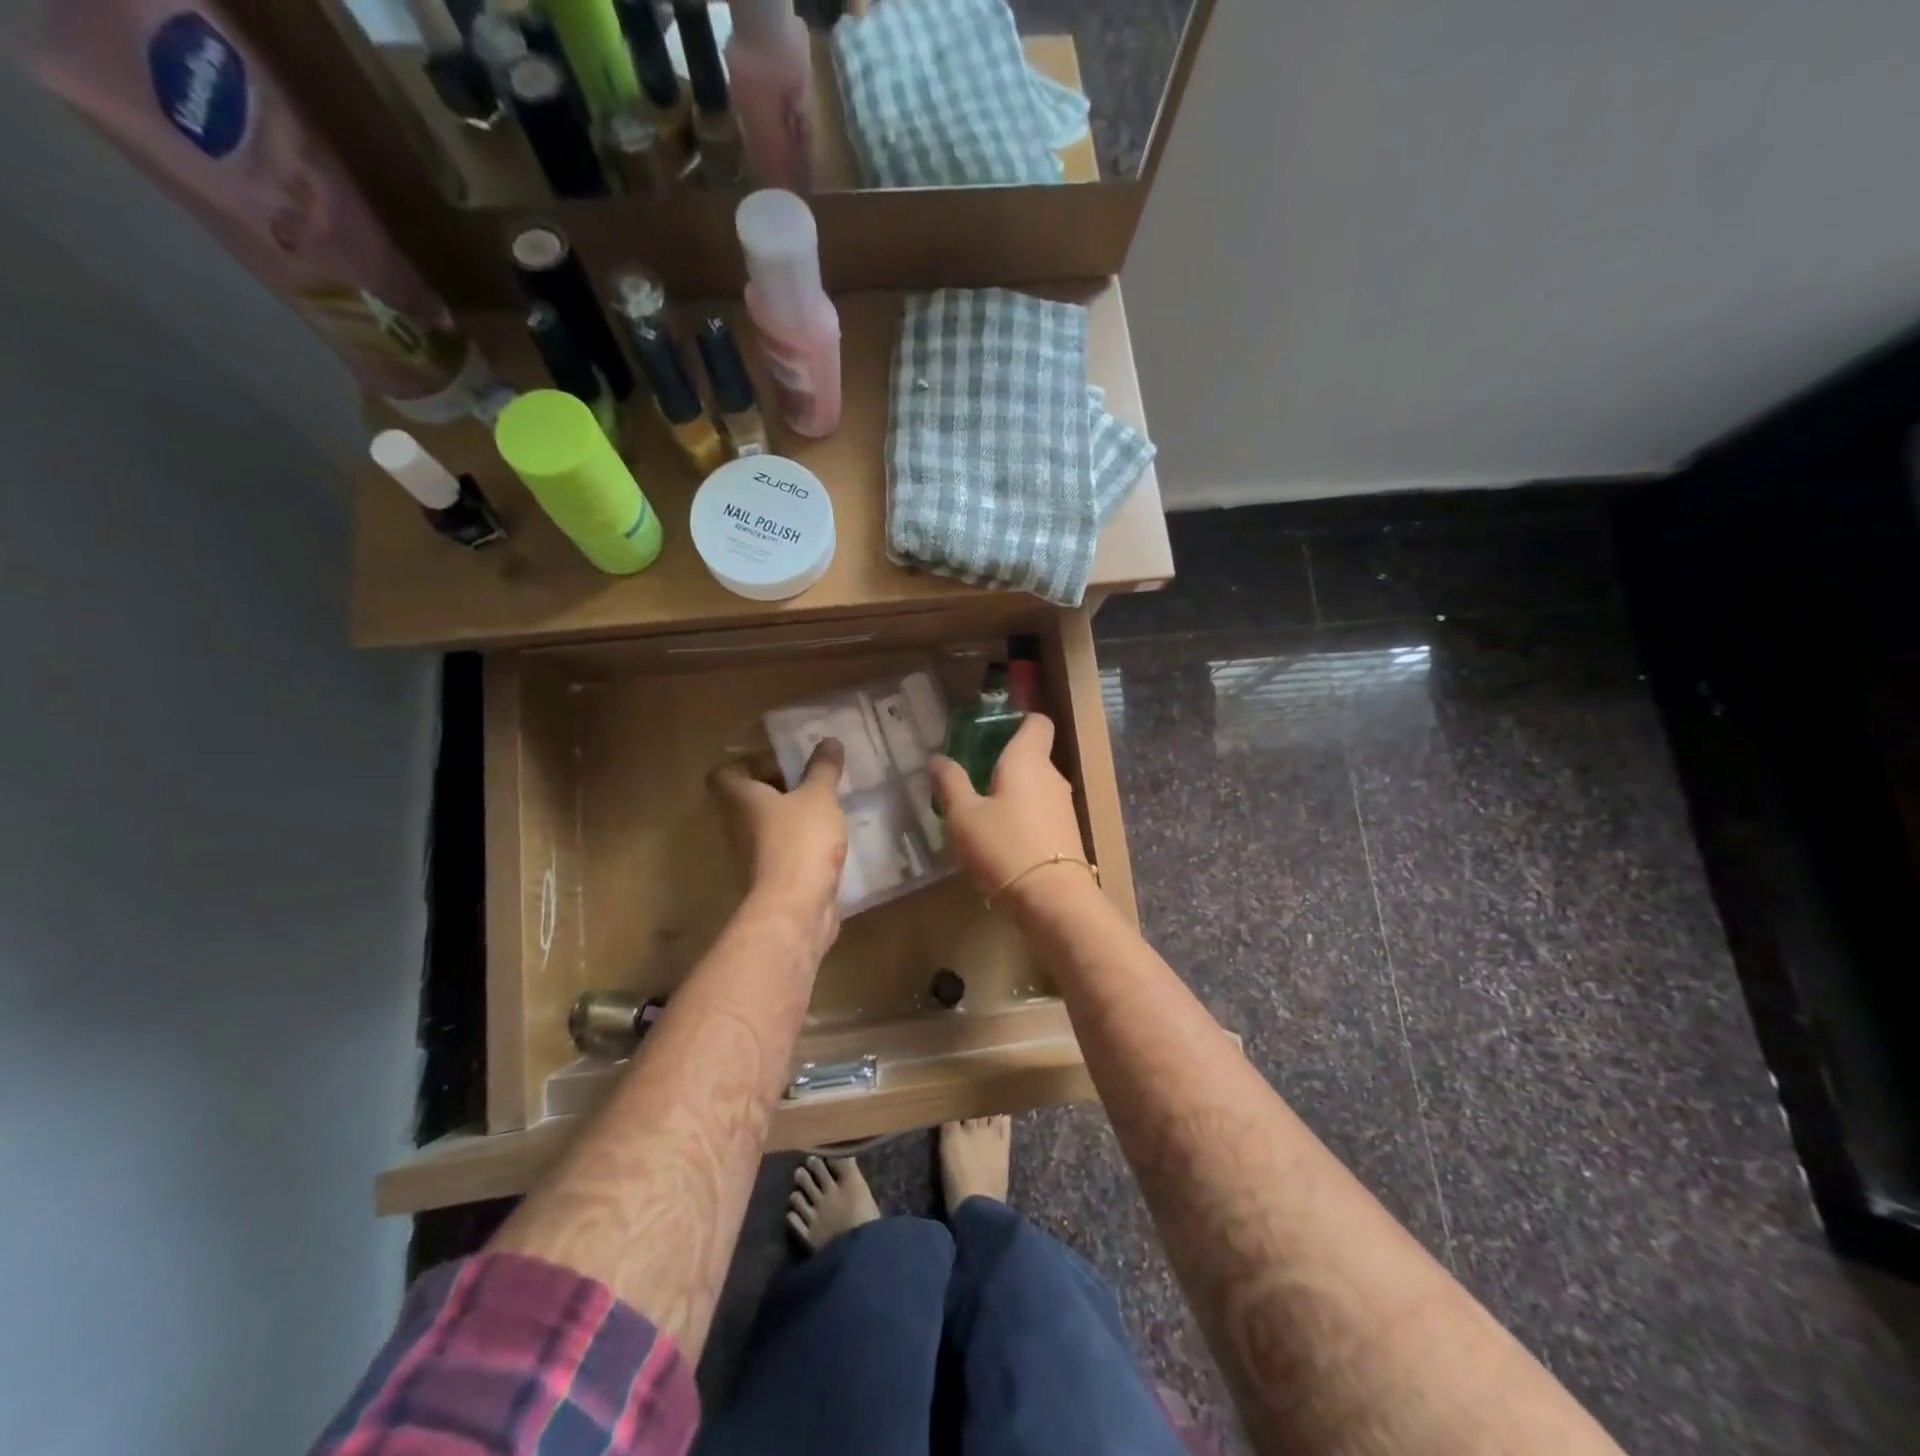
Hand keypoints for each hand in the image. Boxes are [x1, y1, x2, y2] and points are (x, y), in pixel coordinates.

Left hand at [710, 740, 846, 944]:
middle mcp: (737, 827)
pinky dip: (797, 846)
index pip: (723, 774)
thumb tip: (829, 740)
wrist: (794, 909)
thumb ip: (823, 769)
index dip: (744, 763)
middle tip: (807, 779)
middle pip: (745, 801)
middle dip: (774, 789)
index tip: (775, 759)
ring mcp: (750, 858)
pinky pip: (780, 854)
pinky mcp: (769, 882)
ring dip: (787, 819)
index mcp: (741, 800)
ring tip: (821, 809)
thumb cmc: (800, 841)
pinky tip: (825, 842)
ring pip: (763, 829)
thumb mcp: (819, 797)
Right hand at [929, 715, 1089, 912]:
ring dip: (1010, 793)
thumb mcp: (963, 815)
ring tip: (979, 813)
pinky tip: (999, 839)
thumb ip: (950, 783)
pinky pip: (1040, 811)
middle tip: (969, 778)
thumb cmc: (1004, 846)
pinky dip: (1021, 816)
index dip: (1016, 721)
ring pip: (1034, 786)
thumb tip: (937, 758)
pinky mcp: (1066, 833)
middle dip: (1002, 763)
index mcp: (1028, 759)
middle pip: (1031, 755)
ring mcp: (1064, 805)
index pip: (1036, 721)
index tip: (989, 734)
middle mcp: (1052, 775)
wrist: (1052, 899)